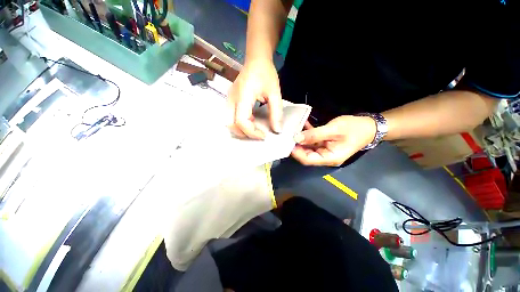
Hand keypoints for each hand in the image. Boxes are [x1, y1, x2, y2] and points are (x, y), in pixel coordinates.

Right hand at [227, 59, 282, 139]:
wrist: (256, 60)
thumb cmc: (266, 74)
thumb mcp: (275, 93)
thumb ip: (276, 112)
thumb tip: (276, 130)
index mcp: (243, 95)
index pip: (242, 121)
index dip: (252, 132)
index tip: (264, 135)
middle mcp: (232, 98)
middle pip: (231, 124)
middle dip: (244, 133)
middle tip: (258, 134)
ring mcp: (229, 99)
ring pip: (229, 122)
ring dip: (240, 129)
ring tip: (254, 127)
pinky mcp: (230, 99)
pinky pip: (231, 117)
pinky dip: (239, 123)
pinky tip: (250, 119)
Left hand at [291, 115, 376, 165]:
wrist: (369, 126)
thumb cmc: (354, 128)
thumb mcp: (334, 129)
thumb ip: (314, 135)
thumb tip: (296, 138)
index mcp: (329, 158)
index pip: (308, 160)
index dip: (296, 153)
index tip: (287, 143)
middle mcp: (325, 157)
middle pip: (306, 154)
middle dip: (296, 145)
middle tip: (287, 135)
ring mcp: (325, 150)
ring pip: (308, 147)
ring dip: (301, 139)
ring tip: (292, 130)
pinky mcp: (325, 144)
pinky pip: (313, 140)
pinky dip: (307, 134)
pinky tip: (302, 125)